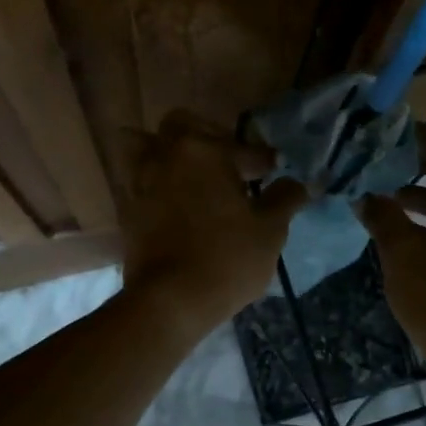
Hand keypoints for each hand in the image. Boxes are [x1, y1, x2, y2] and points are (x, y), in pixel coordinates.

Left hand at [120, 111, 308, 343]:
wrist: (170, 300)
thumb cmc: (227, 259)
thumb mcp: (270, 230)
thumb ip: (285, 198)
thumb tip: (297, 183)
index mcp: (205, 150)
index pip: (243, 148)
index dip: (264, 160)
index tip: (274, 171)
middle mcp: (168, 154)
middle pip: (184, 125)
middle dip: (210, 137)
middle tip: (230, 163)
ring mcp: (141, 179)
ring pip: (147, 145)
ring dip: (169, 152)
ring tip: (192, 174)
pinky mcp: (128, 207)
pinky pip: (138, 178)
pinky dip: (155, 180)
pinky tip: (176, 200)